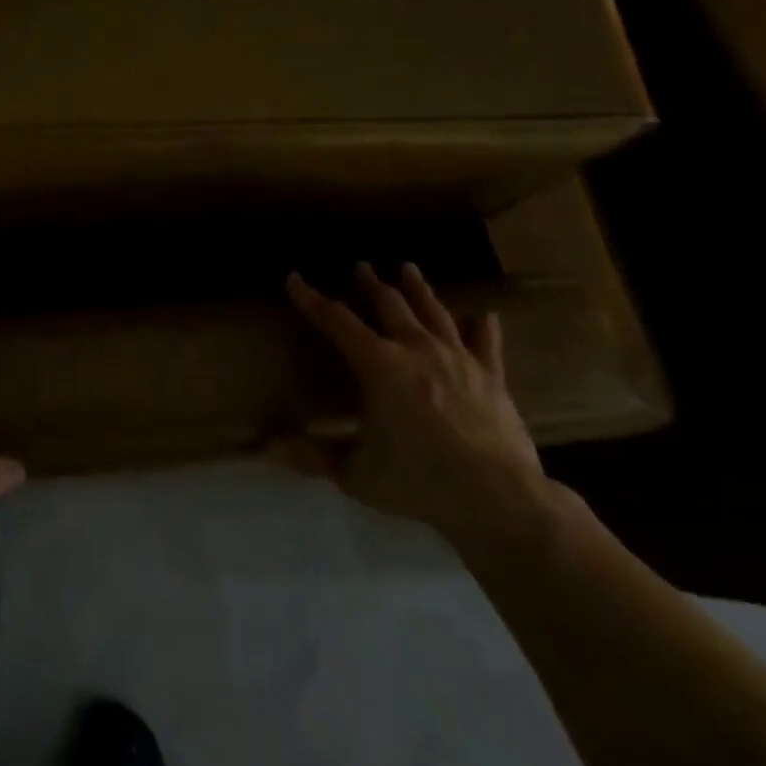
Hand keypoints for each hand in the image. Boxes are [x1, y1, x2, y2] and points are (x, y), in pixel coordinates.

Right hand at [280, 262, 551, 545]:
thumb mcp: (355, 474)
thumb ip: (312, 456)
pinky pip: (487, 344)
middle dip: (371, 284)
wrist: (500, 499)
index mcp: (378, 365)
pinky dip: (483, 327)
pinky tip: (484, 314)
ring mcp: (459, 360)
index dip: (311, 299)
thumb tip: (266, 449)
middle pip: (389, 305)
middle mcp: (416, 350)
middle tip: (361, 266)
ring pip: (434, 312)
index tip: (294, 279)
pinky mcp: (492, 378)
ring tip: (408, 268)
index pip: (336, 321)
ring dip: (418, 289)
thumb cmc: (418, 481)